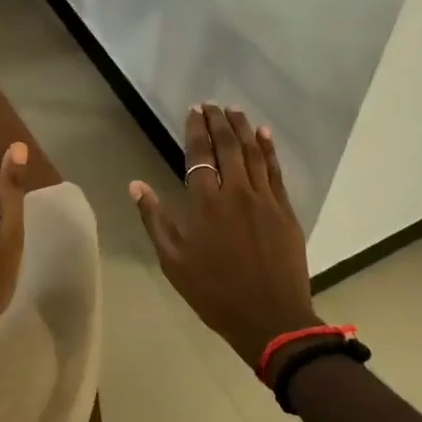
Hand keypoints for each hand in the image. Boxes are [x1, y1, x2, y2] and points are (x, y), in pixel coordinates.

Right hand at [130, 104, 319, 371]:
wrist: (270, 317)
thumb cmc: (214, 293)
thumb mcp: (173, 261)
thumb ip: (155, 219)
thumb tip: (136, 185)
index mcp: (206, 203)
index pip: (200, 155)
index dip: (196, 129)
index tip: (194, 110)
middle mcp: (236, 192)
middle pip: (228, 146)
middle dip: (219, 121)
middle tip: (213, 104)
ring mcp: (264, 199)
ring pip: (254, 153)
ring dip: (243, 128)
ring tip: (235, 111)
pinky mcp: (285, 210)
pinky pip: (276, 171)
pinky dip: (270, 149)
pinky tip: (265, 135)